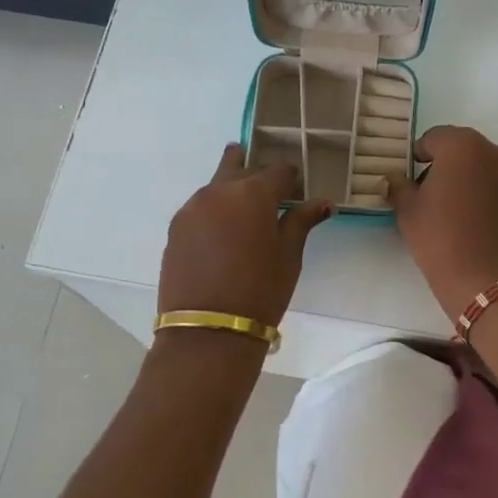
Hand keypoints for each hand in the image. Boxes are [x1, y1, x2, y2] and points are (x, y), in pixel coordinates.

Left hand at [158, 146, 332, 326]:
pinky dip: (215, 210)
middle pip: (241, 167)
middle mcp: (218, 190)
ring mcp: (192, 208)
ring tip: (246, 213)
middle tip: (271, 193)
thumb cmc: (260, 291)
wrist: (209, 330)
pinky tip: (224, 234)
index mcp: (252, 193)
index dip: (292, 179)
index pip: (278, 170)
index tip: (297, 192)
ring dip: (233, 190)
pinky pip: (201, 207)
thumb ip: (301, 221)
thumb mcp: (289, 256)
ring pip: (217, 185)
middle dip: (258, 175)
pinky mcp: (175, 228)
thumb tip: (322, 202)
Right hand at [385, 125, 497, 319]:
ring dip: (458, 176)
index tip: (405, 178)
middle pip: (458, 147)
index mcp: (462, 145)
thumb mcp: (408, 210)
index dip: (415, 156)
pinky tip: (462, 217)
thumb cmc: (440, 237)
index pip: (432, 138)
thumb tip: (391, 180)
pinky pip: (490, 182)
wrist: (485, 280)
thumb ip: (398, 187)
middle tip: (421, 191)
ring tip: (441, 207)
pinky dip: (475, 190)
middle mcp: (491, 151)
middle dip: (439, 164)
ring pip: (476, 164)